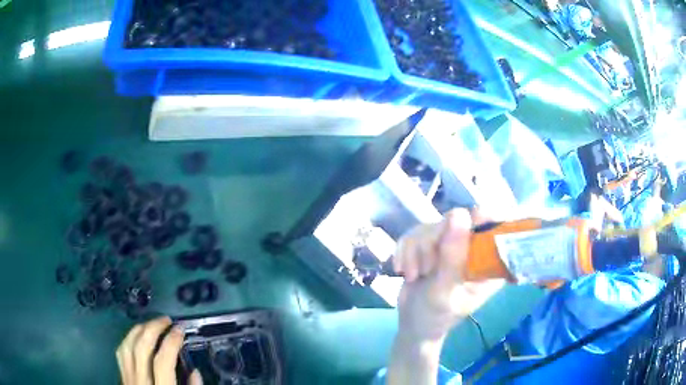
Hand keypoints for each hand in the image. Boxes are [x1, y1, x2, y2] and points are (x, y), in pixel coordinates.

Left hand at [116, 316, 202, 384]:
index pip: (163, 362)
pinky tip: (136, 336)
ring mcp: (127, 379)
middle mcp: (140, 383)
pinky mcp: (121, 378)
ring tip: (151, 323)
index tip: (180, 330)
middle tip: (166, 320)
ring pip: (126, 346)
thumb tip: (196, 372)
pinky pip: (121, 353)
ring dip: (139, 330)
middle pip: (141, 349)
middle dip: (153, 329)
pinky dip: (128, 339)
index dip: (171, 342)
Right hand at [393, 208, 503, 342]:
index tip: (453, 236)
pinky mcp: (432, 243)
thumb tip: (459, 214)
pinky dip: (405, 250)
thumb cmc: (435, 317)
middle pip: (456, 220)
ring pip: (431, 225)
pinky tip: (403, 269)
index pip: (495, 226)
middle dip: (432, 244)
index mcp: (489, 262)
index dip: (478, 221)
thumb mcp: (445, 292)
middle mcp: (474, 248)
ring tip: (414, 275)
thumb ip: (452, 257)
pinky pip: (415, 231)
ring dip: (415, 251)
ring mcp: (452, 244)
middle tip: (425, 270)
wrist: (412, 324)